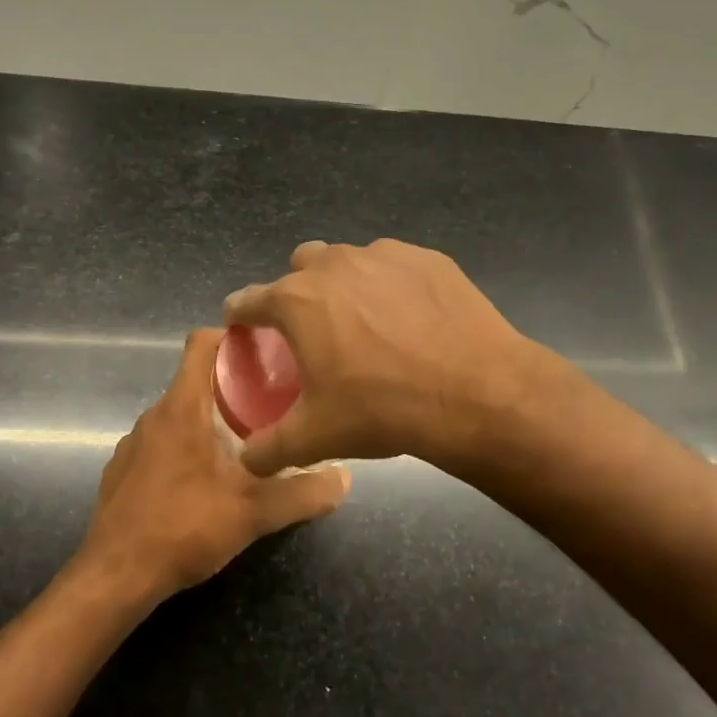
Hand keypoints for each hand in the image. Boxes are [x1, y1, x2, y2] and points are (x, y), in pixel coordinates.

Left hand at [74, 328, 350, 604]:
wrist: (115, 577)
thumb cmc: (184, 528)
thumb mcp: (254, 513)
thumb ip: (303, 493)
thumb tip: (345, 478)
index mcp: (182, 408)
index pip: (201, 343)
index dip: (233, 337)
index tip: (266, 351)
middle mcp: (153, 416)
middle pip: (196, 381)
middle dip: (234, 387)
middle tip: (274, 406)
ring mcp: (132, 443)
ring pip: (179, 415)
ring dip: (210, 421)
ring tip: (244, 445)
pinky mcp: (122, 471)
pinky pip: (161, 443)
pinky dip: (185, 448)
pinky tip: (204, 483)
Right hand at [222, 239, 540, 476]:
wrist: (475, 393)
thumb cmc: (383, 409)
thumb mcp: (316, 437)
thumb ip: (269, 448)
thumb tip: (247, 460)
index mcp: (297, 301)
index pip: (247, 299)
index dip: (240, 315)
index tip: (244, 328)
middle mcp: (334, 265)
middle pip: (299, 267)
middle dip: (297, 291)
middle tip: (314, 330)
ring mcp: (385, 255)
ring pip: (348, 261)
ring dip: (344, 285)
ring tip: (365, 324)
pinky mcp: (428, 258)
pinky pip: (394, 266)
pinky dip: (391, 285)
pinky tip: (410, 318)